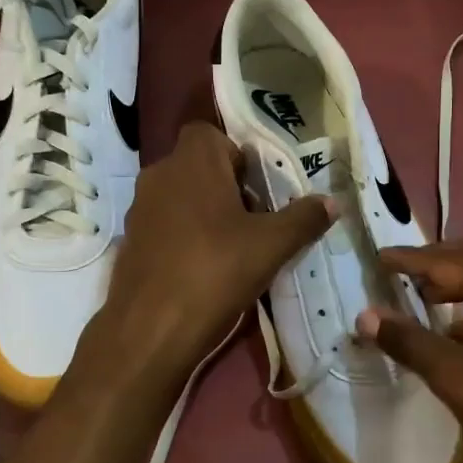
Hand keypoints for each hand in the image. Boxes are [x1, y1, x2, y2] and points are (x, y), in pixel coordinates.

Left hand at [95, 122, 332, 383]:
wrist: (151, 329)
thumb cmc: (215, 272)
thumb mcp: (271, 246)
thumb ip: (303, 219)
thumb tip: (332, 202)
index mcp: (192, 162)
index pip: (209, 133)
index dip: (236, 155)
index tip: (258, 187)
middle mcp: (159, 175)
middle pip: (197, 165)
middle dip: (226, 186)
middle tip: (254, 219)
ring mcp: (139, 209)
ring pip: (180, 195)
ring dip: (205, 211)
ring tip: (233, 246)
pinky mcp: (130, 241)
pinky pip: (165, 223)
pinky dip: (184, 235)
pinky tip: (204, 268)